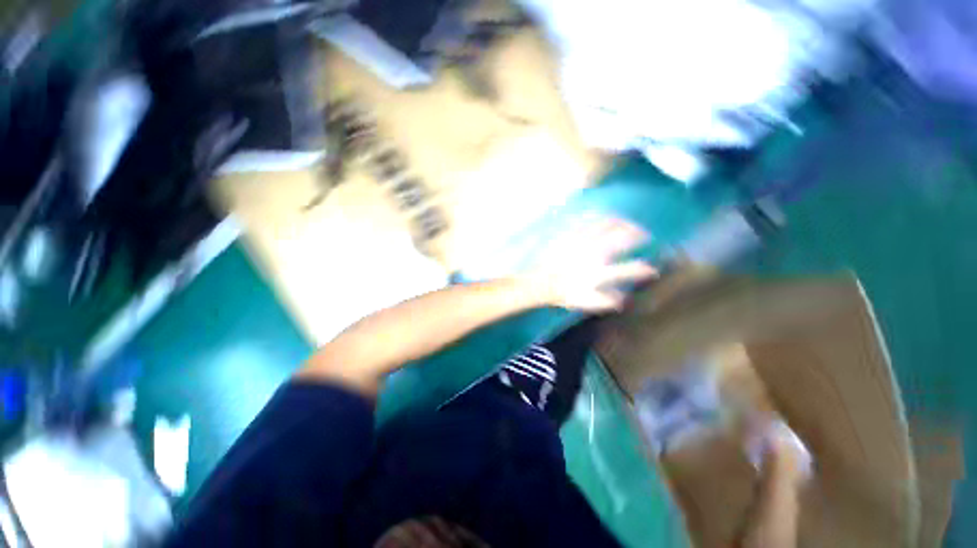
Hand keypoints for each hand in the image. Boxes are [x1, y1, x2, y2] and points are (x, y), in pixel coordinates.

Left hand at [523, 216, 657, 312]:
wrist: (540, 281)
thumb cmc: (563, 292)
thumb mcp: (585, 302)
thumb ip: (606, 301)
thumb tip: (625, 300)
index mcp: (599, 272)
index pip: (629, 269)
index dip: (645, 269)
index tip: (652, 268)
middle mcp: (593, 253)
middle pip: (622, 237)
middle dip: (638, 234)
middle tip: (644, 234)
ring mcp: (581, 240)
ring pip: (607, 224)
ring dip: (622, 222)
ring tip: (628, 222)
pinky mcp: (570, 233)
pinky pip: (588, 219)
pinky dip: (601, 217)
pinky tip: (605, 217)